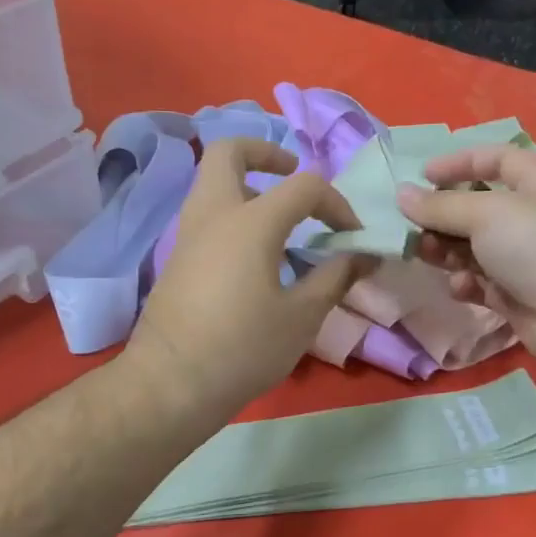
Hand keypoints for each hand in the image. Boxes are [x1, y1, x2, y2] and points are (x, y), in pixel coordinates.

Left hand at [126, 138, 373, 420]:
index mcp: (249, 222)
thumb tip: (363, 256)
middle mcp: (213, 214)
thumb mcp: (302, 317)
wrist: (171, 383)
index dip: (336, 203)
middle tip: (291, 174)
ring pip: (212, 183)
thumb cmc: (243, 349)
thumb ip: (335, 277)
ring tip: (281, 221)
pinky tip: (256, 255)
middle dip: (265, 152)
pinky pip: (207, 215)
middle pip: (229, 152)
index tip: (353, 234)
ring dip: (248, 185)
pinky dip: (233, 214)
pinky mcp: (176, 258)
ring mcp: (187, 234)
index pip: (303, 186)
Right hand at [396, 144, 535, 371]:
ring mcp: (529, 260)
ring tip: (425, 255)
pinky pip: (484, 283)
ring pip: (477, 248)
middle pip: (481, 208)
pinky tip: (461, 287)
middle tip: (413, 225)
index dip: (460, 162)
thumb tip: (402, 194)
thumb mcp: (488, 214)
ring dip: (448, 250)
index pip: (499, 159)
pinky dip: (468, 283)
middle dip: (445, 215)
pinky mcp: (521, 297)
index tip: (423, 176)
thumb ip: (441, 206)